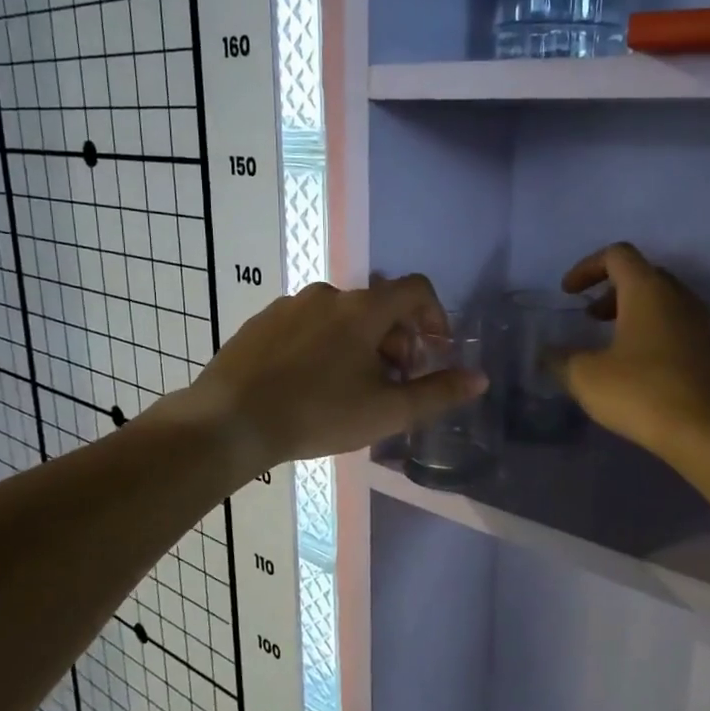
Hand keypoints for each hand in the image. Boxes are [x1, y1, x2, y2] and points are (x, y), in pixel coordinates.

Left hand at [188, 275, 485, 468]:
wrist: (229, 422)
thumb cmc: (317, 414)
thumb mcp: (386, 411)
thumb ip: (437, 393)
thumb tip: (480, 378)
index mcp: (363, 309)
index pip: (416, 289)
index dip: (435, 316)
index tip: (434, 351)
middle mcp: (328, 295)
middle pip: (379, 306)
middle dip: (396, 340)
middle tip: (392, 383)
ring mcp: (289, 305)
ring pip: (341, 317)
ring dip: (359, 344)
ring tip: (350, 388)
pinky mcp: (261, 321)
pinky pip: (307, 325)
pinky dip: (323, 344)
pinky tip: (309, 383)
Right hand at [557, 243, 709, 460]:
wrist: (705, 431)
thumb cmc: (641, 392)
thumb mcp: (585, 376)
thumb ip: (561, 359)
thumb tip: (549, 353)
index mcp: (647, 290)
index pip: (617, 255)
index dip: (587, 267)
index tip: (568, 293)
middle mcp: (678, 296)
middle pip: (642, 274)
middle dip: (610, 289)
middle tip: (589, 317)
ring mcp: (698, 322)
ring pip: (661, 300)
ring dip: (630, 310)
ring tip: (608, 340)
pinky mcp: (708, 349)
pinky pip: (674, 323)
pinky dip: (649, 330)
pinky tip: (633, 363)